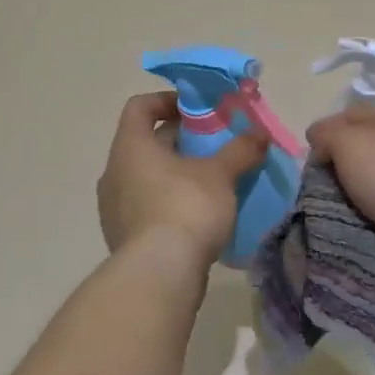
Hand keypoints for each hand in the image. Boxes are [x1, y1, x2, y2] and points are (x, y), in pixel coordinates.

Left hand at [98, 92, 267, 270]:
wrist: (159, 274)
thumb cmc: (185, 208)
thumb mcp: (220, 175)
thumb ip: (240, 151)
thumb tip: (260, 135)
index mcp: (130, 147)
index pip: (139, 107)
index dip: (167, 100)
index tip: (196, 108)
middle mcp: (114, 172)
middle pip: (145, 143)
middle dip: (180, 140)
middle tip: (214, 144)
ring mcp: (114, 207)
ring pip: (146, 177)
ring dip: (175, 173)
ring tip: (210, 180)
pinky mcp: (123, 237)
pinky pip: (147, 206)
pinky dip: (169, 201)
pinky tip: (198, 214)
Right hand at [306, 104, 374, 289]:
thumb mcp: (349, 143)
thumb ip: (327, 134)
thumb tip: (319, 138)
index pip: (348, 116)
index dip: (324, 136)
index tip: (309, 166)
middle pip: (363, 151)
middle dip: (340, 170)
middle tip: (321, 193)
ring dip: (359, 197)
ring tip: (341, 216)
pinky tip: (367, 228)